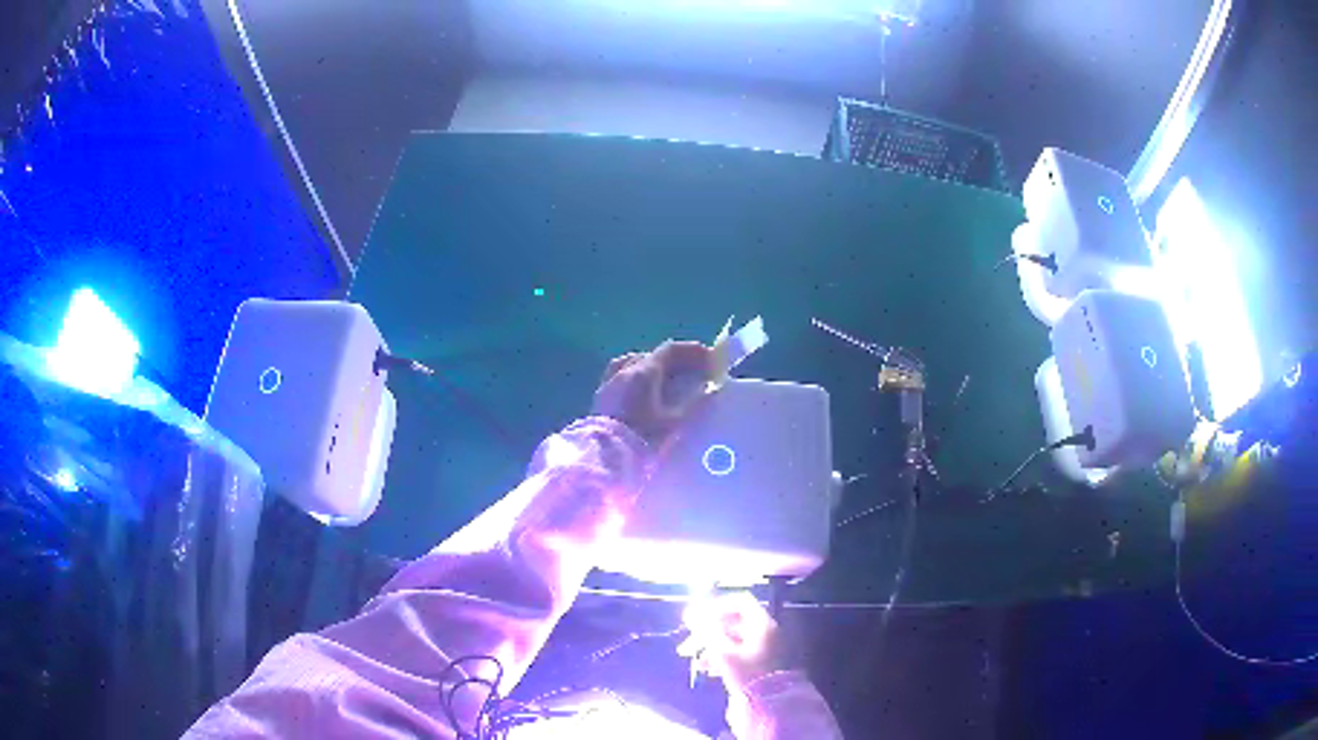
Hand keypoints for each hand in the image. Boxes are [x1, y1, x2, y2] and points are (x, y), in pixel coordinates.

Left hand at [591, 341, 713, 447]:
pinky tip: (641, 394)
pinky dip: (636, 379)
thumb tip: (708, 390)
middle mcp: (624, 371)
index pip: (670, 350)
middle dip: (675, 360)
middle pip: (652, 356)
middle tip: (692, 371)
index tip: (708, 358)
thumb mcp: (674, 423)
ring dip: (653, 367)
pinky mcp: (601, 399)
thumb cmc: (643, 438)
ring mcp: (609, 384)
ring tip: (666, 380)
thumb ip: (693, 404)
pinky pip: (621, 378)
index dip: (691, 351)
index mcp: (644, 372)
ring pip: (633, 364)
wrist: (605, 458)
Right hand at [678, 591, 788, 694]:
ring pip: (733, 639)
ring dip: (711, 647)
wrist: (771, 703)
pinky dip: (721, 657)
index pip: (738, 602)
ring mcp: (764, 647)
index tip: (695, 618)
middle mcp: (765, 631)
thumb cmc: (748, 673)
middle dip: (707, 633)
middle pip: (732, 622)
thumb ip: (707, 631)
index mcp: (761, 624)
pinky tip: (709, 670)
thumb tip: (692, 614)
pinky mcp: (760, 663)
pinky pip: (738, 653)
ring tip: (696, 662)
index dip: (715, 606)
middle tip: (686, 646)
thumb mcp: (724, 652)